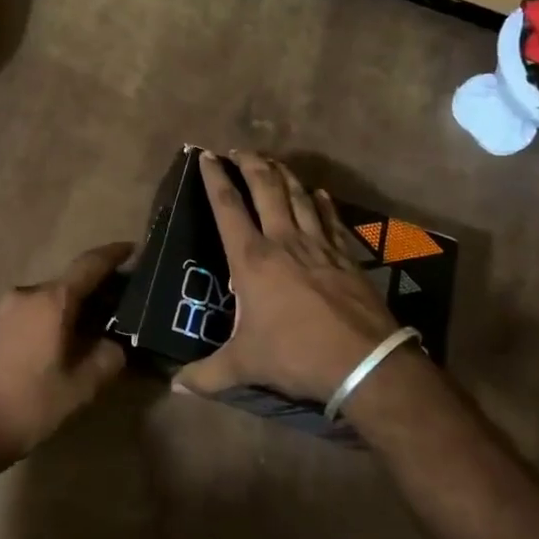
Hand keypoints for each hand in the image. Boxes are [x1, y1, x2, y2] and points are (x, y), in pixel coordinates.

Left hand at [0, 241, 130, 467]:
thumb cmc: (28, 405)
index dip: (114, 254)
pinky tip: (72, 340)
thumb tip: (116, 344)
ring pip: (53, 298)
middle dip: (101, 288)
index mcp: (51, 300)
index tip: (136, 249)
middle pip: (72, 281)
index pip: (89, 264)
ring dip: (79, 306)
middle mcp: (28, 294)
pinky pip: (37, 311)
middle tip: (129, 304)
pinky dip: (59, 317)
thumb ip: (107, 358)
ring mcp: (8, 309)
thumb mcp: (80, 387)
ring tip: (105, 326)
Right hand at [176, 151, 407, 403]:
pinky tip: (320, 193)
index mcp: (252, 259)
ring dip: (284, 174)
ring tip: (274, 161)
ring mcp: (319, 245)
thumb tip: (175, 388)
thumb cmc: (295, 355)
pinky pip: (332, 219)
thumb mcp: (244, 365)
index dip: (215, 178)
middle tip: (239, 150)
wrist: (364, 362)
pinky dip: (323, 203)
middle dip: (250, 164)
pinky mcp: (346, 256)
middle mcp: (284, 241)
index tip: (206, 156)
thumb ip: (206, 375)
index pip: (228, 207)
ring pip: (299, 196)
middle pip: (266, 188)